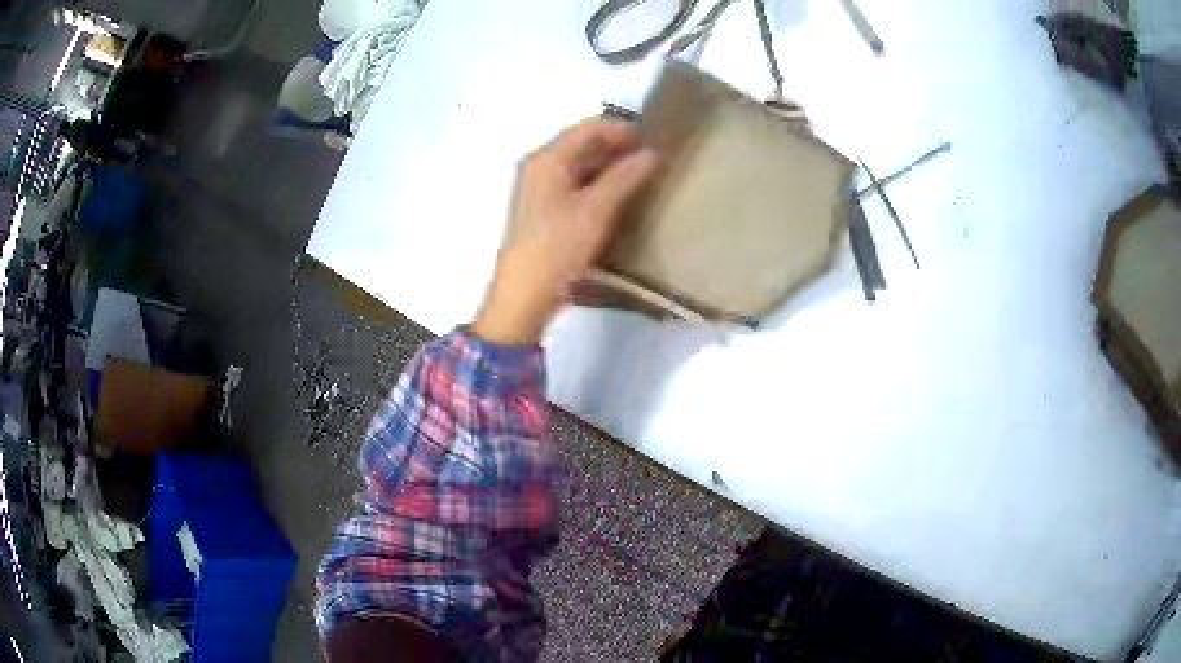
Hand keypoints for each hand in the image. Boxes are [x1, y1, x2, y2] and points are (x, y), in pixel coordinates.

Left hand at [473, 119, 657, 344]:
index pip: (588, 128)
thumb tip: (652, 153)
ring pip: (580, 166)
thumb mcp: (595, 210)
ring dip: (610, 168)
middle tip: (654, 159)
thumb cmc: (557, 247)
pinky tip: (620, 198)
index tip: (655, 138)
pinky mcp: (544, 212)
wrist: (523, 297)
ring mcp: (539, 190)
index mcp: (547, 159)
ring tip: (644, 177)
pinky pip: (576, 186)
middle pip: (583, 145)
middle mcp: (539, 167)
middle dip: (618, 148)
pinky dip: (599, 186)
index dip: (622, 130)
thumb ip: (625, 177)